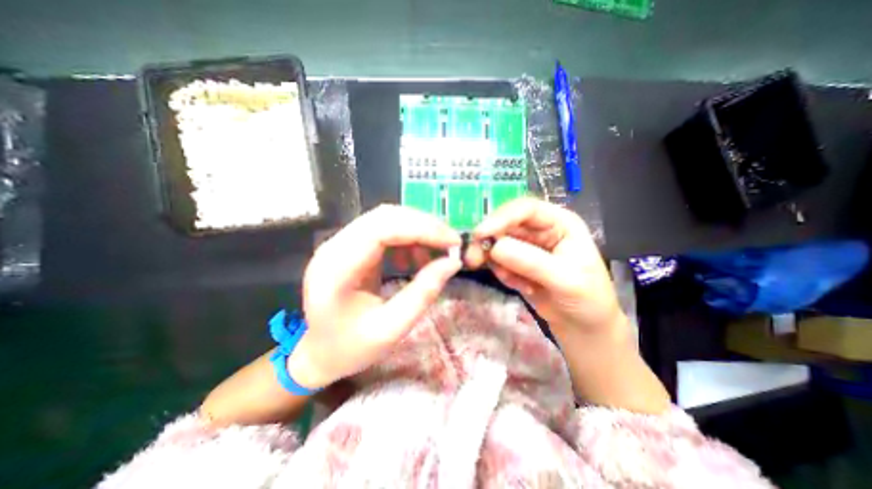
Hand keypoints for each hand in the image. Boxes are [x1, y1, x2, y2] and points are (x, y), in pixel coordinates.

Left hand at [288, 205, 461, 389]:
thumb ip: (423, 293)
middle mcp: (334, 247)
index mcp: (336, 269)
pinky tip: (416, 258)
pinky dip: (407, 239)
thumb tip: (453, 263)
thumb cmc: (350, 348)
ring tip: (437, 251)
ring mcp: (340, 243)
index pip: (381, 229)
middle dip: (424, 225)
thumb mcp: (391, 329)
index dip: (421, 228)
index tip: (452, 241)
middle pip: (385, 217)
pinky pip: (384, 230)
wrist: (318, 353)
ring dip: (417, 230)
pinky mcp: (349, 246)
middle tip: (450, 242)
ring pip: (386, 219)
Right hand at [471, 197, 626, 337]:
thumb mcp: (566, 281)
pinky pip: (497, 261)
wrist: (583, 326)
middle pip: (504, 224)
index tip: (480, 234)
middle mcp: (539, 229)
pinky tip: (523, 287)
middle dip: (488, 241)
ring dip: (496, 262)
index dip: (501, 217)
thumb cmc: (588, 300)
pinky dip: (503, 274)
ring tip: (515, 283)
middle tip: (473, 260)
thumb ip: (532, 263)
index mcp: (559, 222)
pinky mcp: (515, 262)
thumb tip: (494, 247)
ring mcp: (525, 246)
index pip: (526, 209)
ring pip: (496, 243)